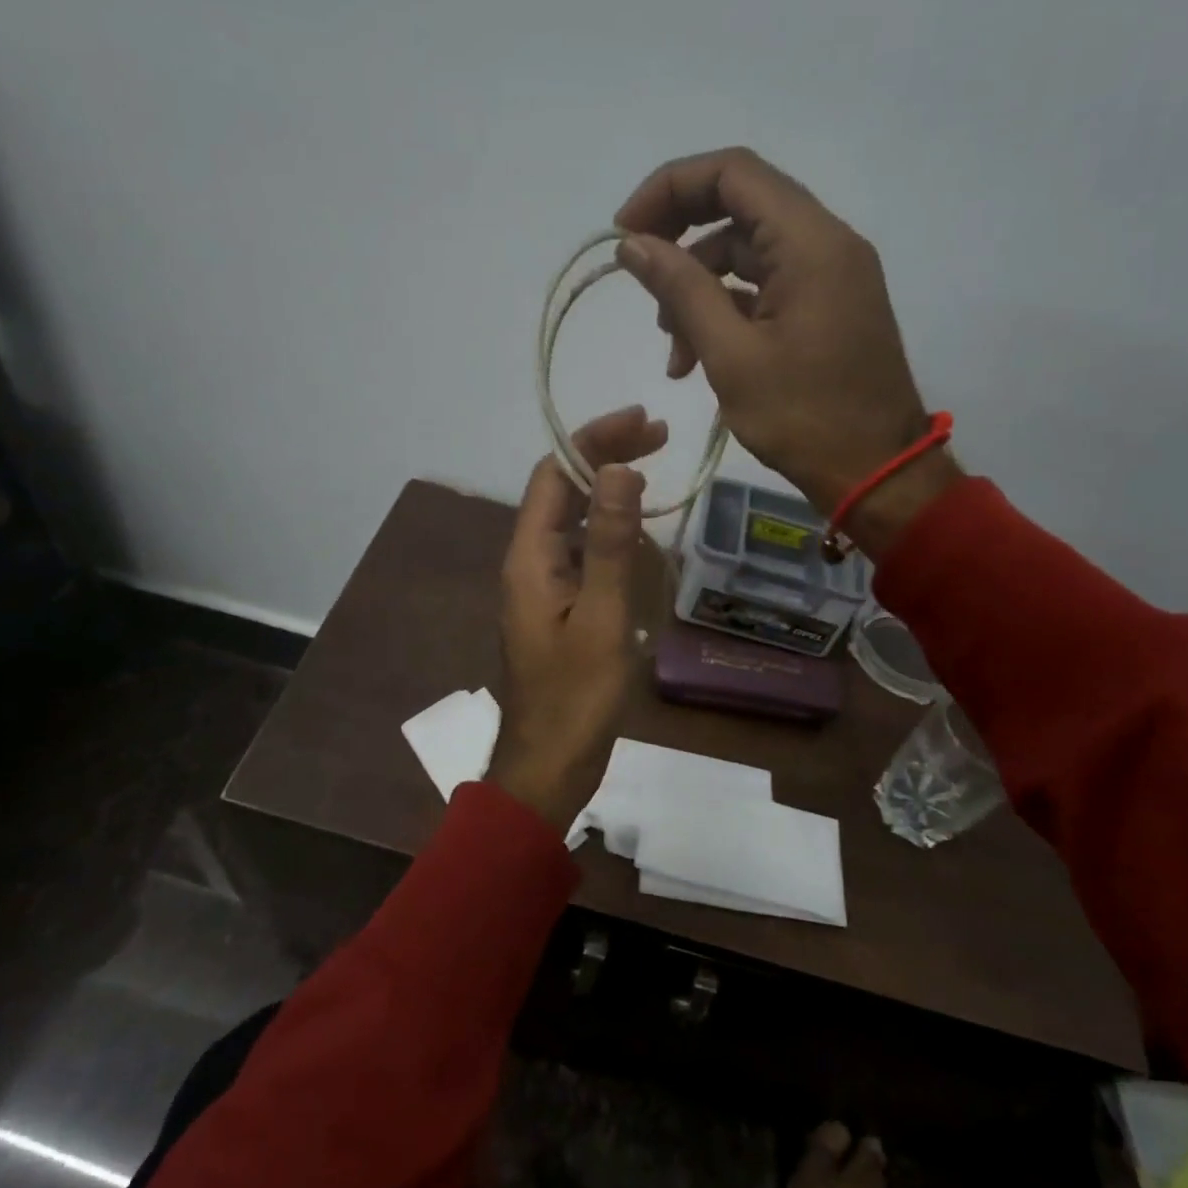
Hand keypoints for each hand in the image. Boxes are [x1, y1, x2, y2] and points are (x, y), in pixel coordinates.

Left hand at [488, 406, 665, 834]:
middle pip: (561, 491)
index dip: (594, 441)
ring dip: (608, 493)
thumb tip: (618, 470)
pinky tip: (638, 536)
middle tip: (659, 437)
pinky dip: (609, 532)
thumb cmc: (577, 697)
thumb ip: (609, 544)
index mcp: (529, 558)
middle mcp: (528, 562)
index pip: (554, 475)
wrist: (550, 764)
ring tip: (654, 475)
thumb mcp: (602, 617)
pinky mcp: (557, 607)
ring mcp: (542, 586)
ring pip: (572, 521)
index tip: (643, 423)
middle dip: (605, 458)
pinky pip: (581, 553)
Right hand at [614, 147, 958, 551]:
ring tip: (673, 354)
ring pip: (747, 255)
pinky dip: (726, 312)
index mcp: (810, 242)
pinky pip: (766, 288)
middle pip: (739, 208)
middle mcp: (826, 243)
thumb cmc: (804, 417)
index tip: (624, 232)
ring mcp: (829, 276)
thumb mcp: (731, 355)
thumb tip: (632, 244)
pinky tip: (696, 359)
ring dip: (698, 290)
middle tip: (637, 281)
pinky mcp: (826, 307)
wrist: (877, 472)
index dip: (669, 189)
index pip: (732, 173)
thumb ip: (681, 290)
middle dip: (680, 242)